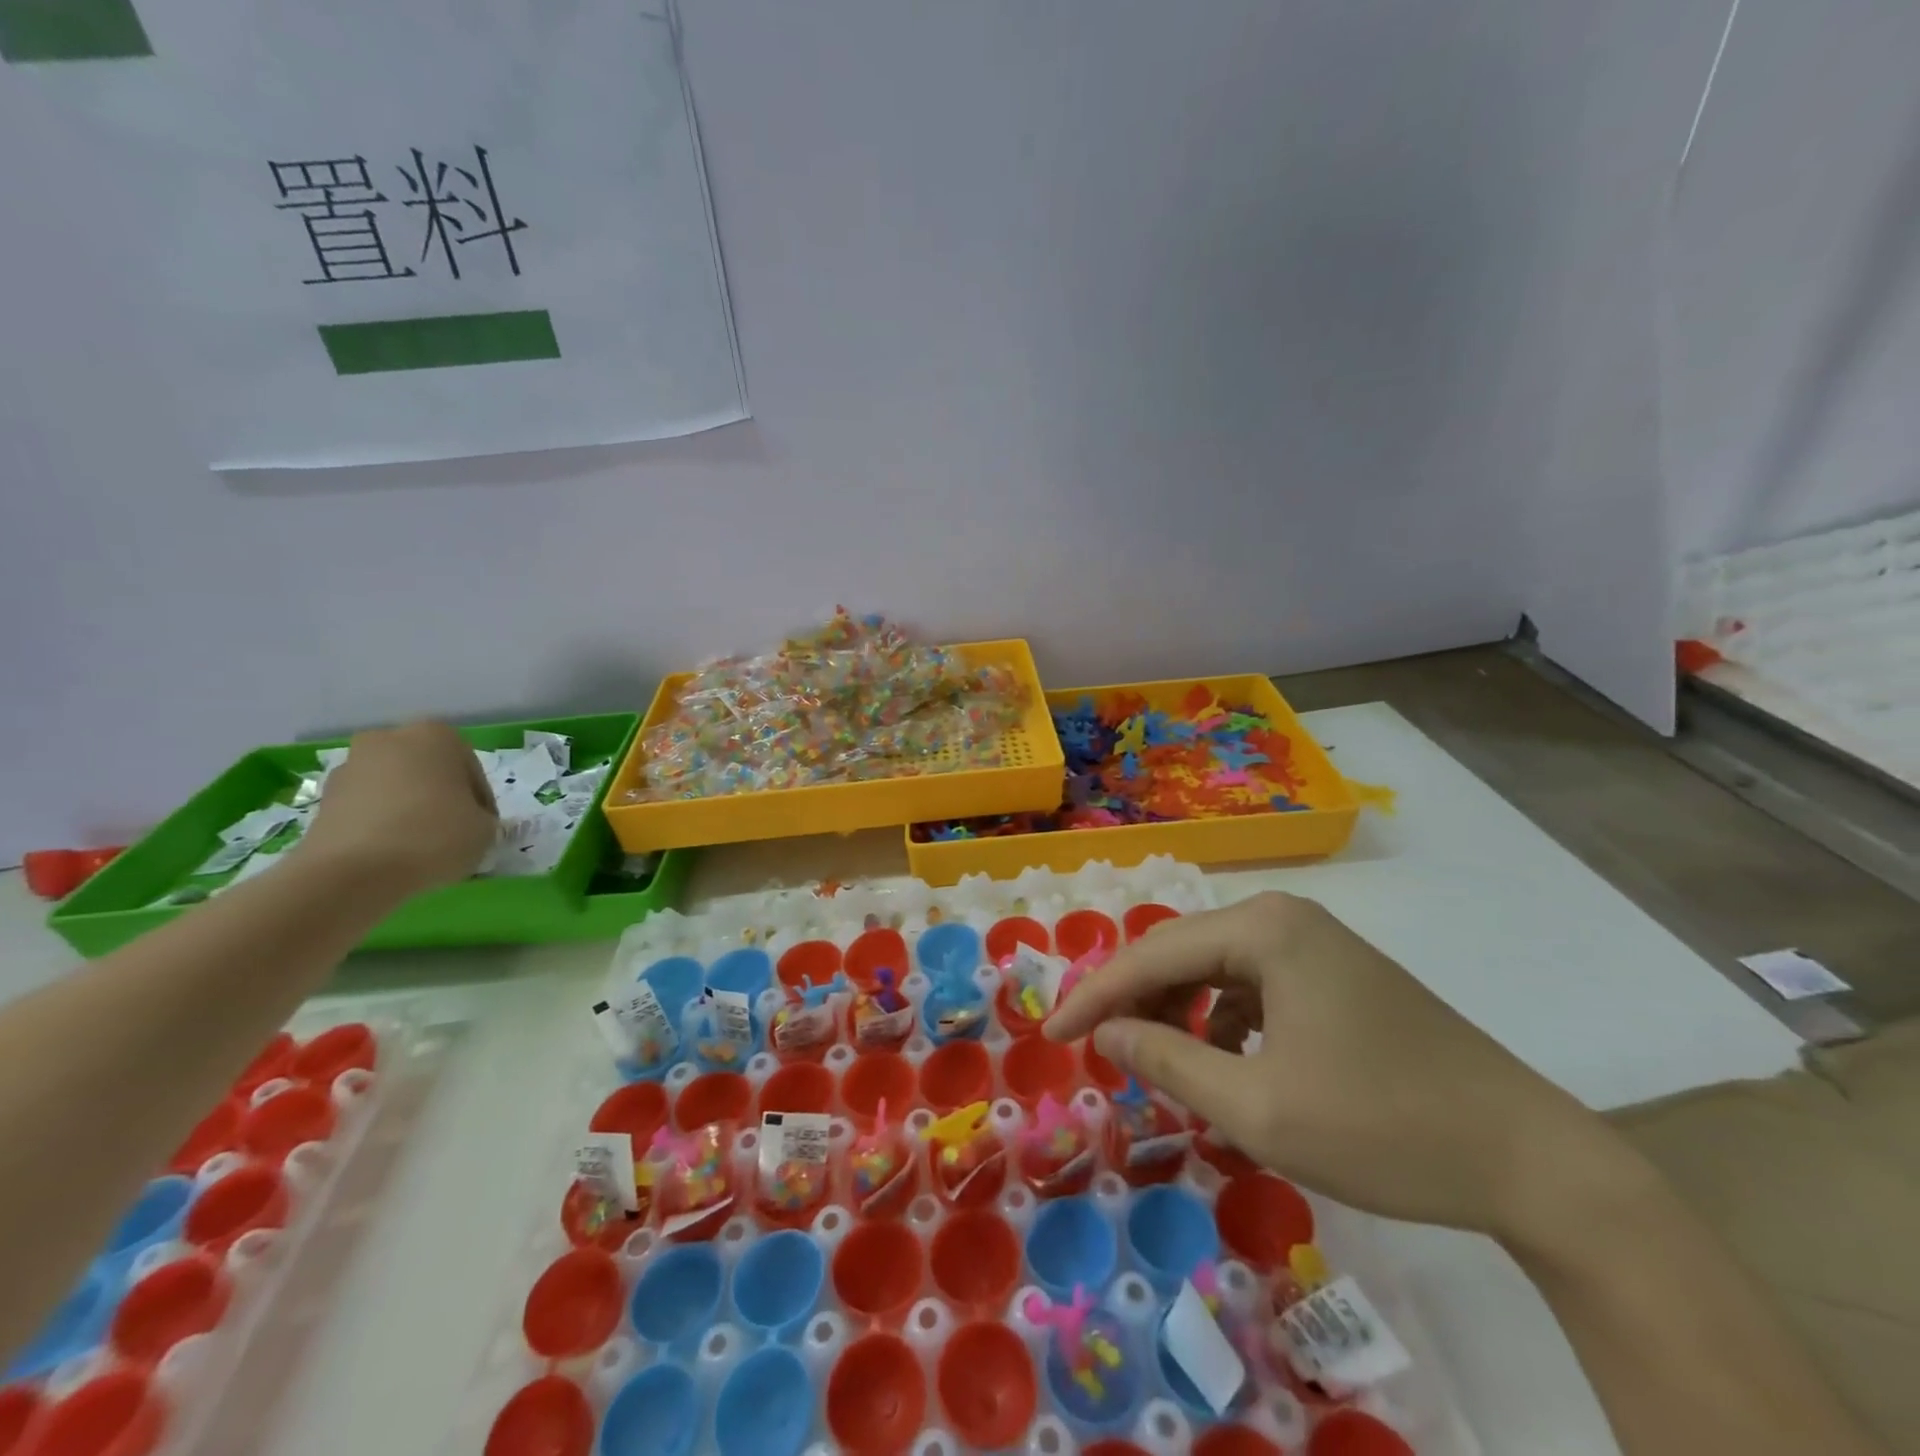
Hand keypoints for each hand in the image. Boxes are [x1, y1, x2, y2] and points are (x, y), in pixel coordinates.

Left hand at [295, 722, 497, 896]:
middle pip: (429, 772)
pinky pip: (367, 806)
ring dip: (409, 809)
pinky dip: (381, 823)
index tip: (482, 828)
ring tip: (419, 846)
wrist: (351, 872)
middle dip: (440, 797)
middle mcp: (390, 739)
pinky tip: (391, 852)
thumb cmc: (433, 836)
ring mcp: (351, 766)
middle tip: (452, 832)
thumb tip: (469, 821)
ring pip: (395, 787)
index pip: (471, 771)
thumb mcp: (486, 830)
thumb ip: (484, 818)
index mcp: (436, 735)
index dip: (481, 803)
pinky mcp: (324, 797)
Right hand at [1045, 892, 1625, 1241]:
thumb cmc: (1382, 1128)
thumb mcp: (1256, 1108)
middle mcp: (1284, 918)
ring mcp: (1317, 943)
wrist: (1531, 1158)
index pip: (1151, 955)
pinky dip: (1224, 1021)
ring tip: (1159, 1064)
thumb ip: (1168, 1062)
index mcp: (1263, 929)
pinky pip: (1255, 986)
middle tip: (1097, 1050)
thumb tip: (1106, 1034)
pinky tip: (1226, 1064)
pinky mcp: (1338, 974)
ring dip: (1179, 1013)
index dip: (1095, 997)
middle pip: (1182, 953)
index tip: (1052, 1036)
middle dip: (1135, 1002)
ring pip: (1217, 969)